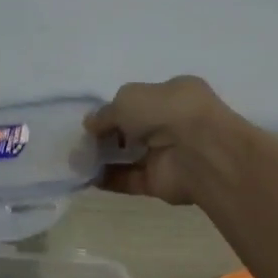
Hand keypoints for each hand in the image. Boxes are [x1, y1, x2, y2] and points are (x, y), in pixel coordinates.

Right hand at [85, 76, 244, 206]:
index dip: (115, 109)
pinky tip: (87, 178)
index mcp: (174, 94)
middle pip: (134, 129)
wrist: (200, 153)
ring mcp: (168, 154)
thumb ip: (106, 113)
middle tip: (82, 140)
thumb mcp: (127, 98)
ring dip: (104, 158)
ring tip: (77, 160)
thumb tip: (90, 124)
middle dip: (108, 134)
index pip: (140, 100)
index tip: (93, 119)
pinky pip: (129, 180)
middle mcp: (173, 123)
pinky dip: (108, 179)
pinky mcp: (160, 182)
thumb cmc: (167, 111)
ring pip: (130, 156)